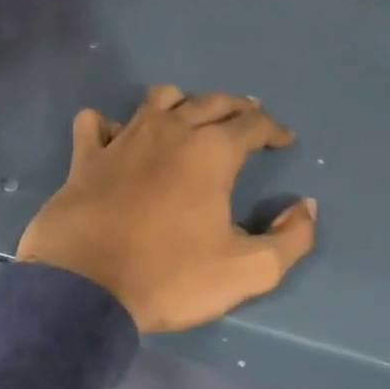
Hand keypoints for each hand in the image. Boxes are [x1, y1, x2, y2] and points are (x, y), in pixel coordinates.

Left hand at [17, 85, 316, 333]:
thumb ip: (291, 239)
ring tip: (190, 121)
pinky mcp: (84, 158)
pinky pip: (96, 124)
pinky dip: (110, 125)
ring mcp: (122, 140)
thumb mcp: (249, 271)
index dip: (273, 129)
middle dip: (236, 108)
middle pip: (210, 102)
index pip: (252, 124)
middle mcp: (169, 131)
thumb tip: (305, 207)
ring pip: (157, 100)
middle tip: (247, 120)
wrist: (84, 288)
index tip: (283, 141)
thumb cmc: (170, 277)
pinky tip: (117, 139)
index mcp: (211, 152)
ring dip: (181, 104)